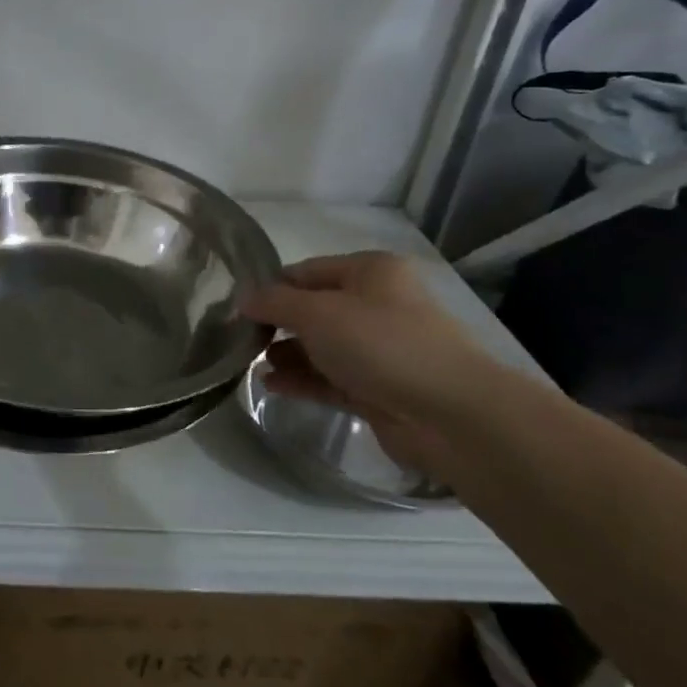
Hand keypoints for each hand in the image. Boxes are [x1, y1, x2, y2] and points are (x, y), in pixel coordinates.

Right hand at [239, 252, 509, 473]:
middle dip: (277, 324)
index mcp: (371, 272)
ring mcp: (380, 350)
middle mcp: (377, 305)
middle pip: (314, 309)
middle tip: (239, 339)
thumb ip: (274, 302)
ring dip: (286, 354)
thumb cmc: (381, 344)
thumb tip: (244, 298)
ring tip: (251, 364)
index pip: (306, 271)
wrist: (449, 414)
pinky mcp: (378, 389)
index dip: (271, 287)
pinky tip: (271, 386)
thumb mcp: (317, 312)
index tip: (236, 308)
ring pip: (321, 346)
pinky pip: (330, 378)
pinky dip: (302, 380)